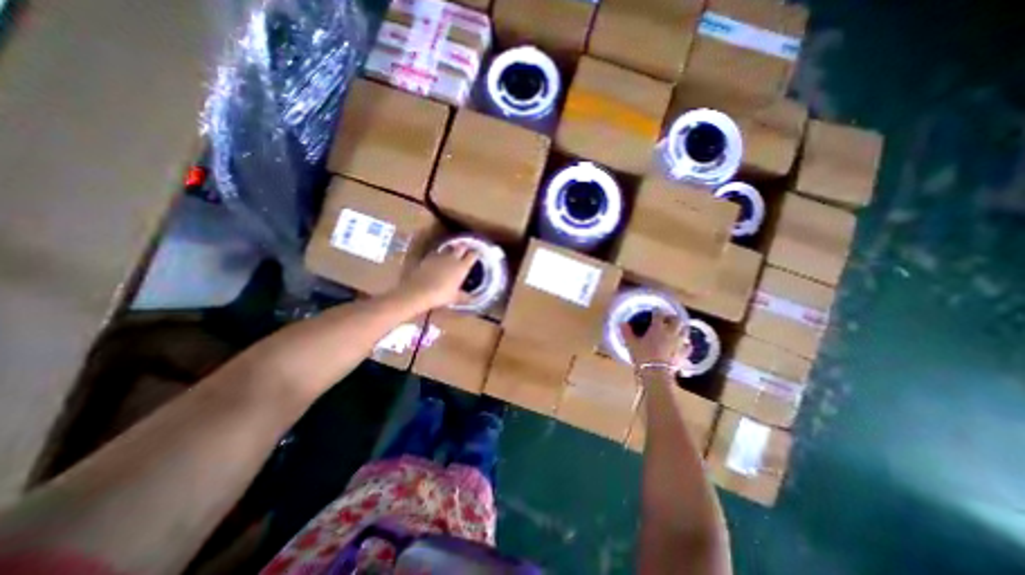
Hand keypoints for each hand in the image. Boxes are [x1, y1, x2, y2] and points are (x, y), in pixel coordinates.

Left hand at [401, 244, 481, 311]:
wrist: (419, 292)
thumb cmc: (441, 295)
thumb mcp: (455, 298)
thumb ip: (465, 296)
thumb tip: (473, 299)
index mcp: (462, 267)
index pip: (473, 255)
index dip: (476, 253)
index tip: (478, 254)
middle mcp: (453, 258)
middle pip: (461, 246)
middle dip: (465, 247)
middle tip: (467, 250)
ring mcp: (440, 257)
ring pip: (449, 247)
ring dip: (452, 248)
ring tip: (453, 252)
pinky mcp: (428, 258)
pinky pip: (436, 252)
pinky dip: (439, 254)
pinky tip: (438, 258)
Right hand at [615, 313, 686, 365]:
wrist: (656, 373)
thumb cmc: (642, 356)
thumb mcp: (631, 344)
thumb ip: (627, 333)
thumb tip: (622, 323)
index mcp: (657, 328)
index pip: (659, 314)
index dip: (657, 311)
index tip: (655, 310)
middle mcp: (671, 332)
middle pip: (676, 320)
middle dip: (672, 317)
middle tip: (667, 319)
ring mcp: (679, 343)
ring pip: (685, 331)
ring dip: (681, 328)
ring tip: (676, 329)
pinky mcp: (684, 354)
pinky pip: (688, 346)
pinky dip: (686, 343)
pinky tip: (683, 345)